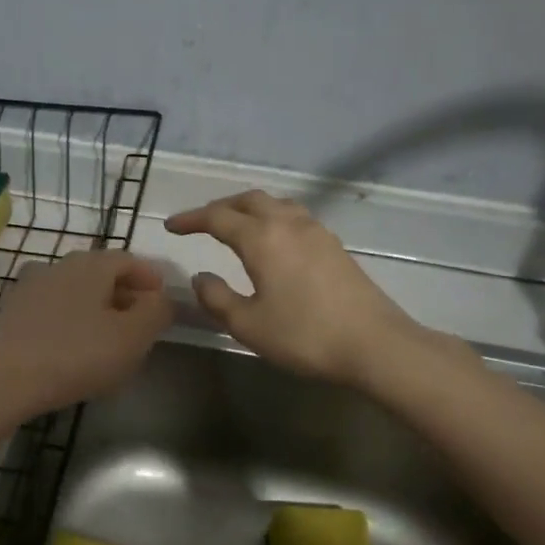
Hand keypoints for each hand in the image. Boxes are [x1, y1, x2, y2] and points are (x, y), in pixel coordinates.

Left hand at [0, 249, 172, 420]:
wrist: (2, 379)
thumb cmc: (76, 354)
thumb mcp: (132, 337)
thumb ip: (156, 312)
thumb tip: (161, 299)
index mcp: (91, 264)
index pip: (129, 260)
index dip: (150, 278)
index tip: (162, 301)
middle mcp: (59, 265)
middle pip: (100, 273)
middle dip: (123, 294)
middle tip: (139, 322)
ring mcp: (30, 288)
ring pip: (74, 292)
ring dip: (95, 308)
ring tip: (108, 338)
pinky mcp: (11, 313)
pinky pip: (52, 310)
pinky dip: (70, 322)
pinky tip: (73, 349)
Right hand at [165, 191, 473, 388]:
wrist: (374, 344)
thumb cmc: (304, 335)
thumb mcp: (248, 324)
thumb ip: (217, 298)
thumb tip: (200, 277)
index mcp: (261, 238)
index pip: (217, 217)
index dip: (190, 220)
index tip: (170, 226)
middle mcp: (287, 224)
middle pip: (248, 200)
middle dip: (219, 207)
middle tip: (200, 223)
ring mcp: (316, 231)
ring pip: (274, 204)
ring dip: (248, 209)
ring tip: (234, 226)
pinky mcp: (333, 245)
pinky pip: (293, 217)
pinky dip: (271, 218)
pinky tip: (272, 241)